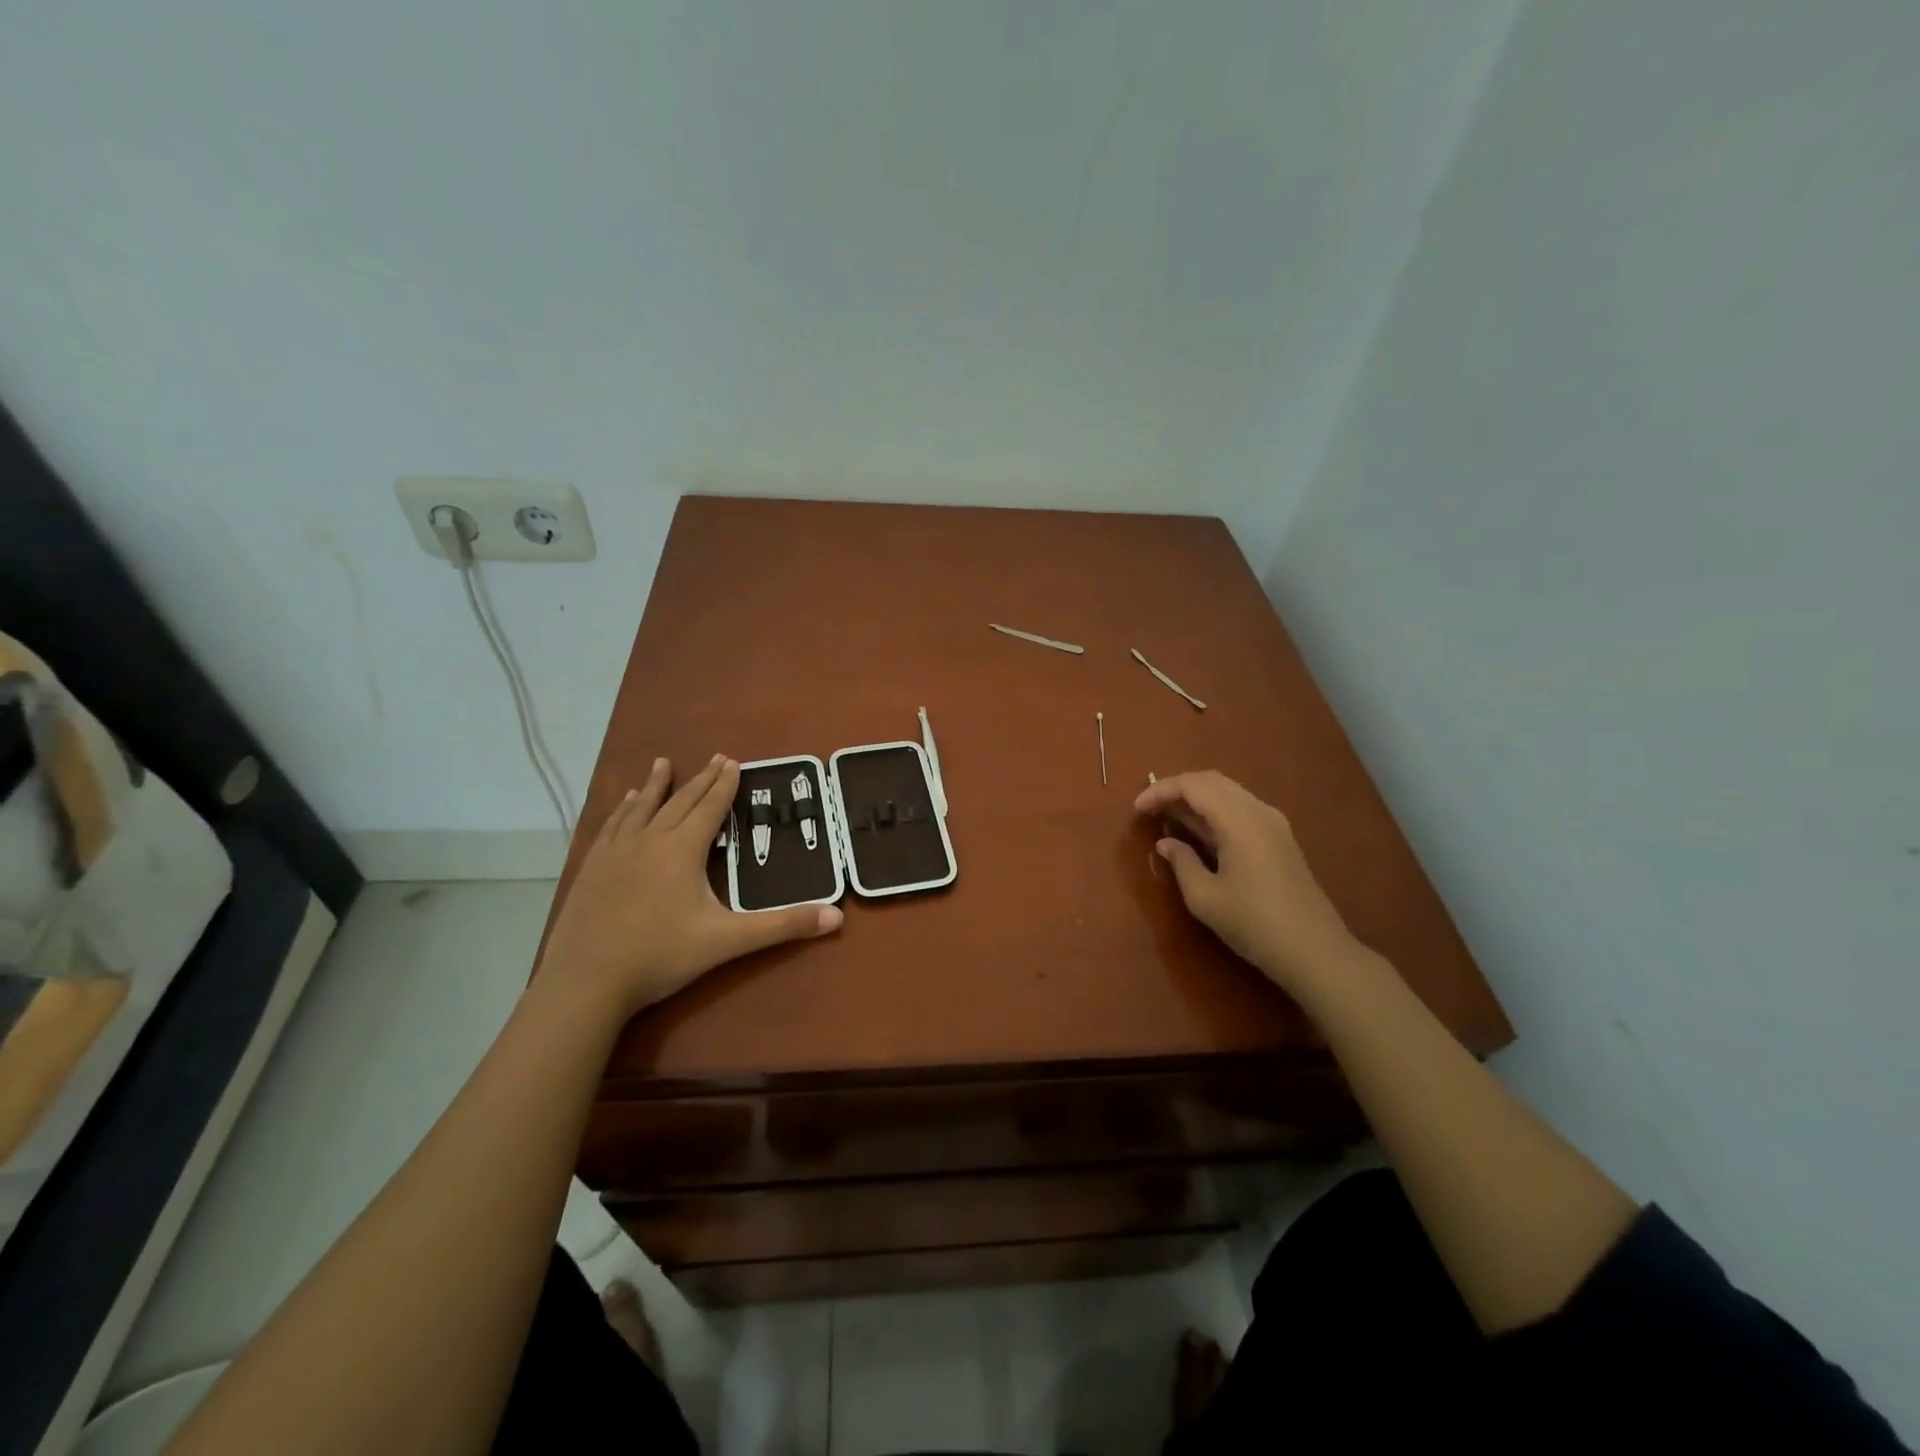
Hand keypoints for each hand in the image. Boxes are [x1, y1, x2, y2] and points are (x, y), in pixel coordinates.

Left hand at [538, 755, 842, 1019]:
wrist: (586, 982)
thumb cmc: (661, 956)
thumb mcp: (728, 941)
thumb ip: (782, 926)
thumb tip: (836, 917)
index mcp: (683, 850)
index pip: (710, 808)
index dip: (724, 785)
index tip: (732, 761)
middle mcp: (650, 840)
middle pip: (680, 801)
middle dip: (700, 779)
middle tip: (715, 757)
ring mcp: (616, 852)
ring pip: (641, 808)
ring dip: (655, 785)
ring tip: (662, 764)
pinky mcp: (592, 868)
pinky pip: (612, 826)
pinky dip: (622, 809)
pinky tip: (623, 803)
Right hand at [1135, 770, 1361, 994]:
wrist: (1315, 951)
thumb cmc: (1254, 924)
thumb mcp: (1205, 898)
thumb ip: (1181, 862)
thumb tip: (1166, 843)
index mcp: (1239, 820)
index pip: (1193, 786)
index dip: (1160, 791)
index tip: (1137, 809)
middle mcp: (1258, 811)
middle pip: (1211, 781)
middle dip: (1176, 788)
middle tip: (1150, 808)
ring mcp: (1273, 823)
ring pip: (1228, 792)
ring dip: (1196, 798)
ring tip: (1168, 816)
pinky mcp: (1280, 838)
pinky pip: (1240, 808)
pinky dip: (1214, 810)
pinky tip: (1198, 830)